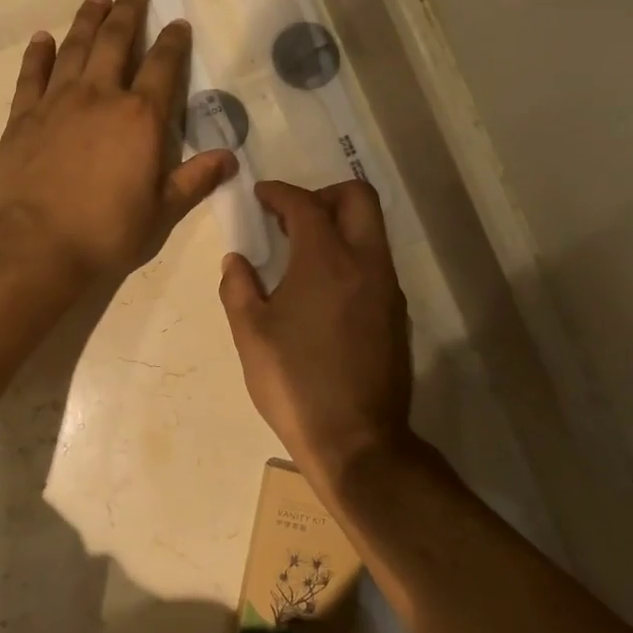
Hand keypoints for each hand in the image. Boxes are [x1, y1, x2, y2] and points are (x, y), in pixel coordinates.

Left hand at [0, 0, 235, 283]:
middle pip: (116, 42)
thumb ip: (194, 180)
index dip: (173, 42)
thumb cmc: (107, 233)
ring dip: (88, 20)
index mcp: (141, 118)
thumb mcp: (162, 212)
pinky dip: (39, 53)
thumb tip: (230, 158)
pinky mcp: (22, 117)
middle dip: (128, 13)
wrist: (38, 246)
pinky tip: (43, 38)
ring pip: (75, 47)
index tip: (177, 24)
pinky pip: (32, 74)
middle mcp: (100, 96)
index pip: (164, 67)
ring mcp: (57, 102)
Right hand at [219, 180, 414, 496]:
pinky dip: (351, 256)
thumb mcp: (250, 335)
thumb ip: (238, 288)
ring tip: (303, 252)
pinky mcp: (396, 315)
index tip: (261, 196)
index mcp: (326, 261)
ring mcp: (388, 289)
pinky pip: (376, 264)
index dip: (280, 193)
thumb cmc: (294, 383)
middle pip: (357, 198)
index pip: (305, 204)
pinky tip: (324, 290)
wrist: (356, 439)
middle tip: (291, 217)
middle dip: (323, 195)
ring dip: (340, 226)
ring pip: (372, 231)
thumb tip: (236, 261)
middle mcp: (366, 264)